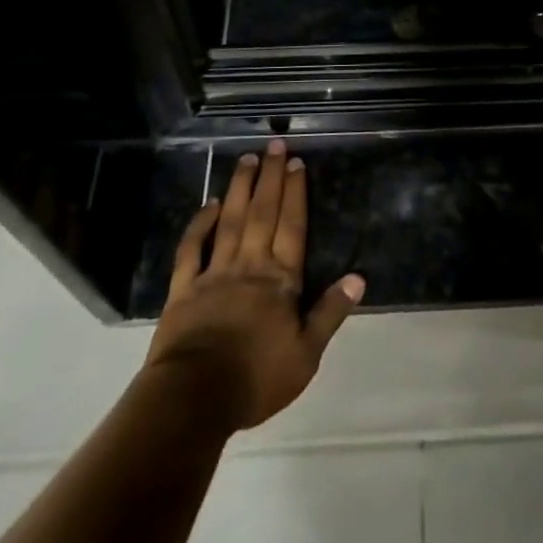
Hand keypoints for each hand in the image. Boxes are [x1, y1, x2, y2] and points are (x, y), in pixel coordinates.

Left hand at [144, 140, 364, 431]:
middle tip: (274, 145)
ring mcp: (214, 273)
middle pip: (263, 213)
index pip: (292, 227)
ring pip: (230, 221)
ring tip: (247, 159)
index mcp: (279, 280)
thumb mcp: (306, 355)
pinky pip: (192, 250)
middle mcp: (249, 266)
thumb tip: (358, 278)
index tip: (296, 163)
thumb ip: (330, 313)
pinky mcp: (184, 289)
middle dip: (270, 178)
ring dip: (240, 188)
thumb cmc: (255, 379)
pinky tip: (209, 204)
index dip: (296, 193)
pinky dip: (199, 224)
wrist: (194, 398)